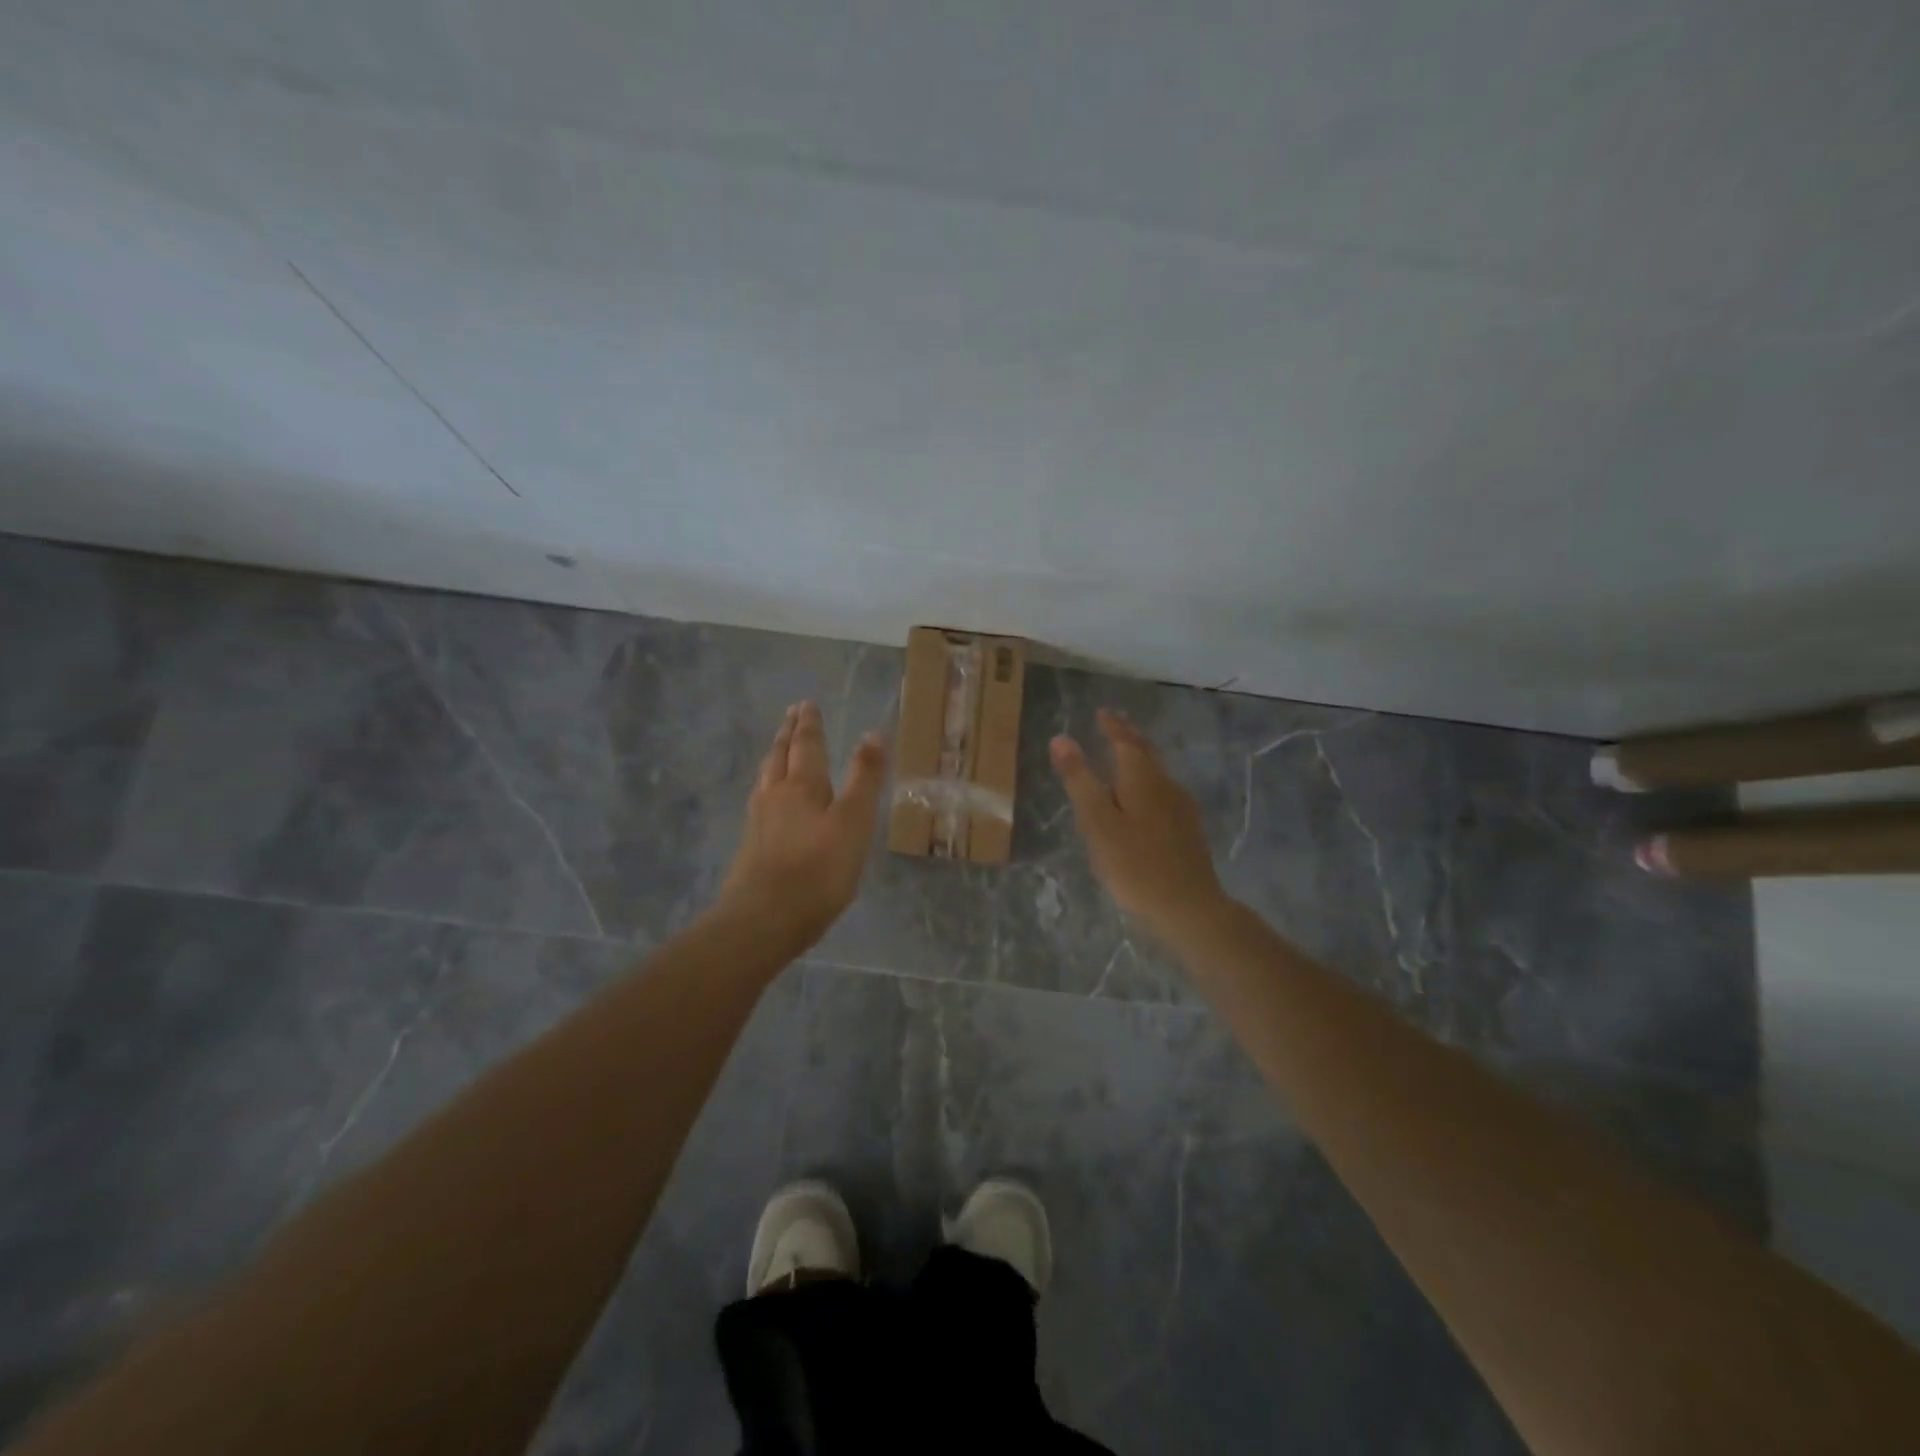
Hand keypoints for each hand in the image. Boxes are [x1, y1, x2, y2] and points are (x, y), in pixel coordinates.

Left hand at [717, 702, 887, 953]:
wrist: (765, 919)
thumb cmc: (819, 869)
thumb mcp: (854, 821)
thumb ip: (864, 778)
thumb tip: (874, 733)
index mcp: (802, 785)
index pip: (806, 745)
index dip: (809, 724)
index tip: (806, 704)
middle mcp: (776, 795)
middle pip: (780, 756)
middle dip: (788, 734)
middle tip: (791, 715)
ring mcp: (759, 821)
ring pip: (766, 778)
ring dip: (774, 757)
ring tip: (777, 748)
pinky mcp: (751, 847)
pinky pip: (759, 802)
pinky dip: (766, 786)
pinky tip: (766, 800)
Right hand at [1051, 709, 1228, 945]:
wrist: (1189, 908)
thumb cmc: (1135, 865)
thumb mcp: (1097, 823)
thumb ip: (1080, 781)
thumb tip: (1061, 739)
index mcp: (1142, 780)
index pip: (1126, 742)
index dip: (1112, 726)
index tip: (1101, 713)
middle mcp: (1166, 786)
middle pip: (1146, 753)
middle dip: (1128, 737)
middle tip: (1113, 724)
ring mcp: (1181, 809)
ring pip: (1157, 773)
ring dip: (1140, 758)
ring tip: (1124, 755)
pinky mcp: (1187, 831)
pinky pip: (1163, 792)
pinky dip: (1148, 781)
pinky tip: (1145, 798)